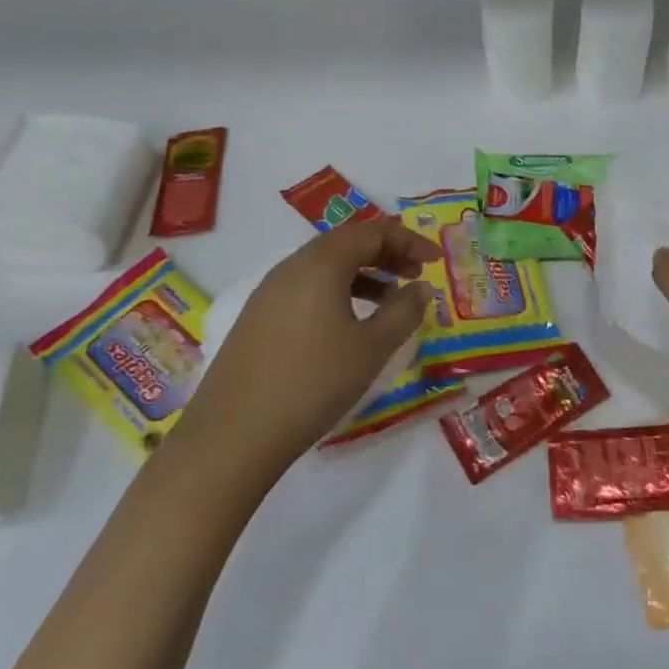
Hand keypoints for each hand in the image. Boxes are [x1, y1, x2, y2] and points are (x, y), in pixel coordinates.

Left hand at [179, 219, 438, 484]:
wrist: (232, 437)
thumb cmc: (313, 384)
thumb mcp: (371, 348)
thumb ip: (403, 312)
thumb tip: (421, 288)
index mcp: (321, 263)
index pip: (372, 232)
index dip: (409, 241)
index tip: (435, 261)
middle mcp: (292, 266)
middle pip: (346, 243)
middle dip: (386, 254)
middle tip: (415, 276)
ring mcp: (269, 292)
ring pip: (324, 266)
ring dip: (362, 274)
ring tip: (389, 300)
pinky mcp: (256, 318)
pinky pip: (306, 288)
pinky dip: (336, 292)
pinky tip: (348, 324)